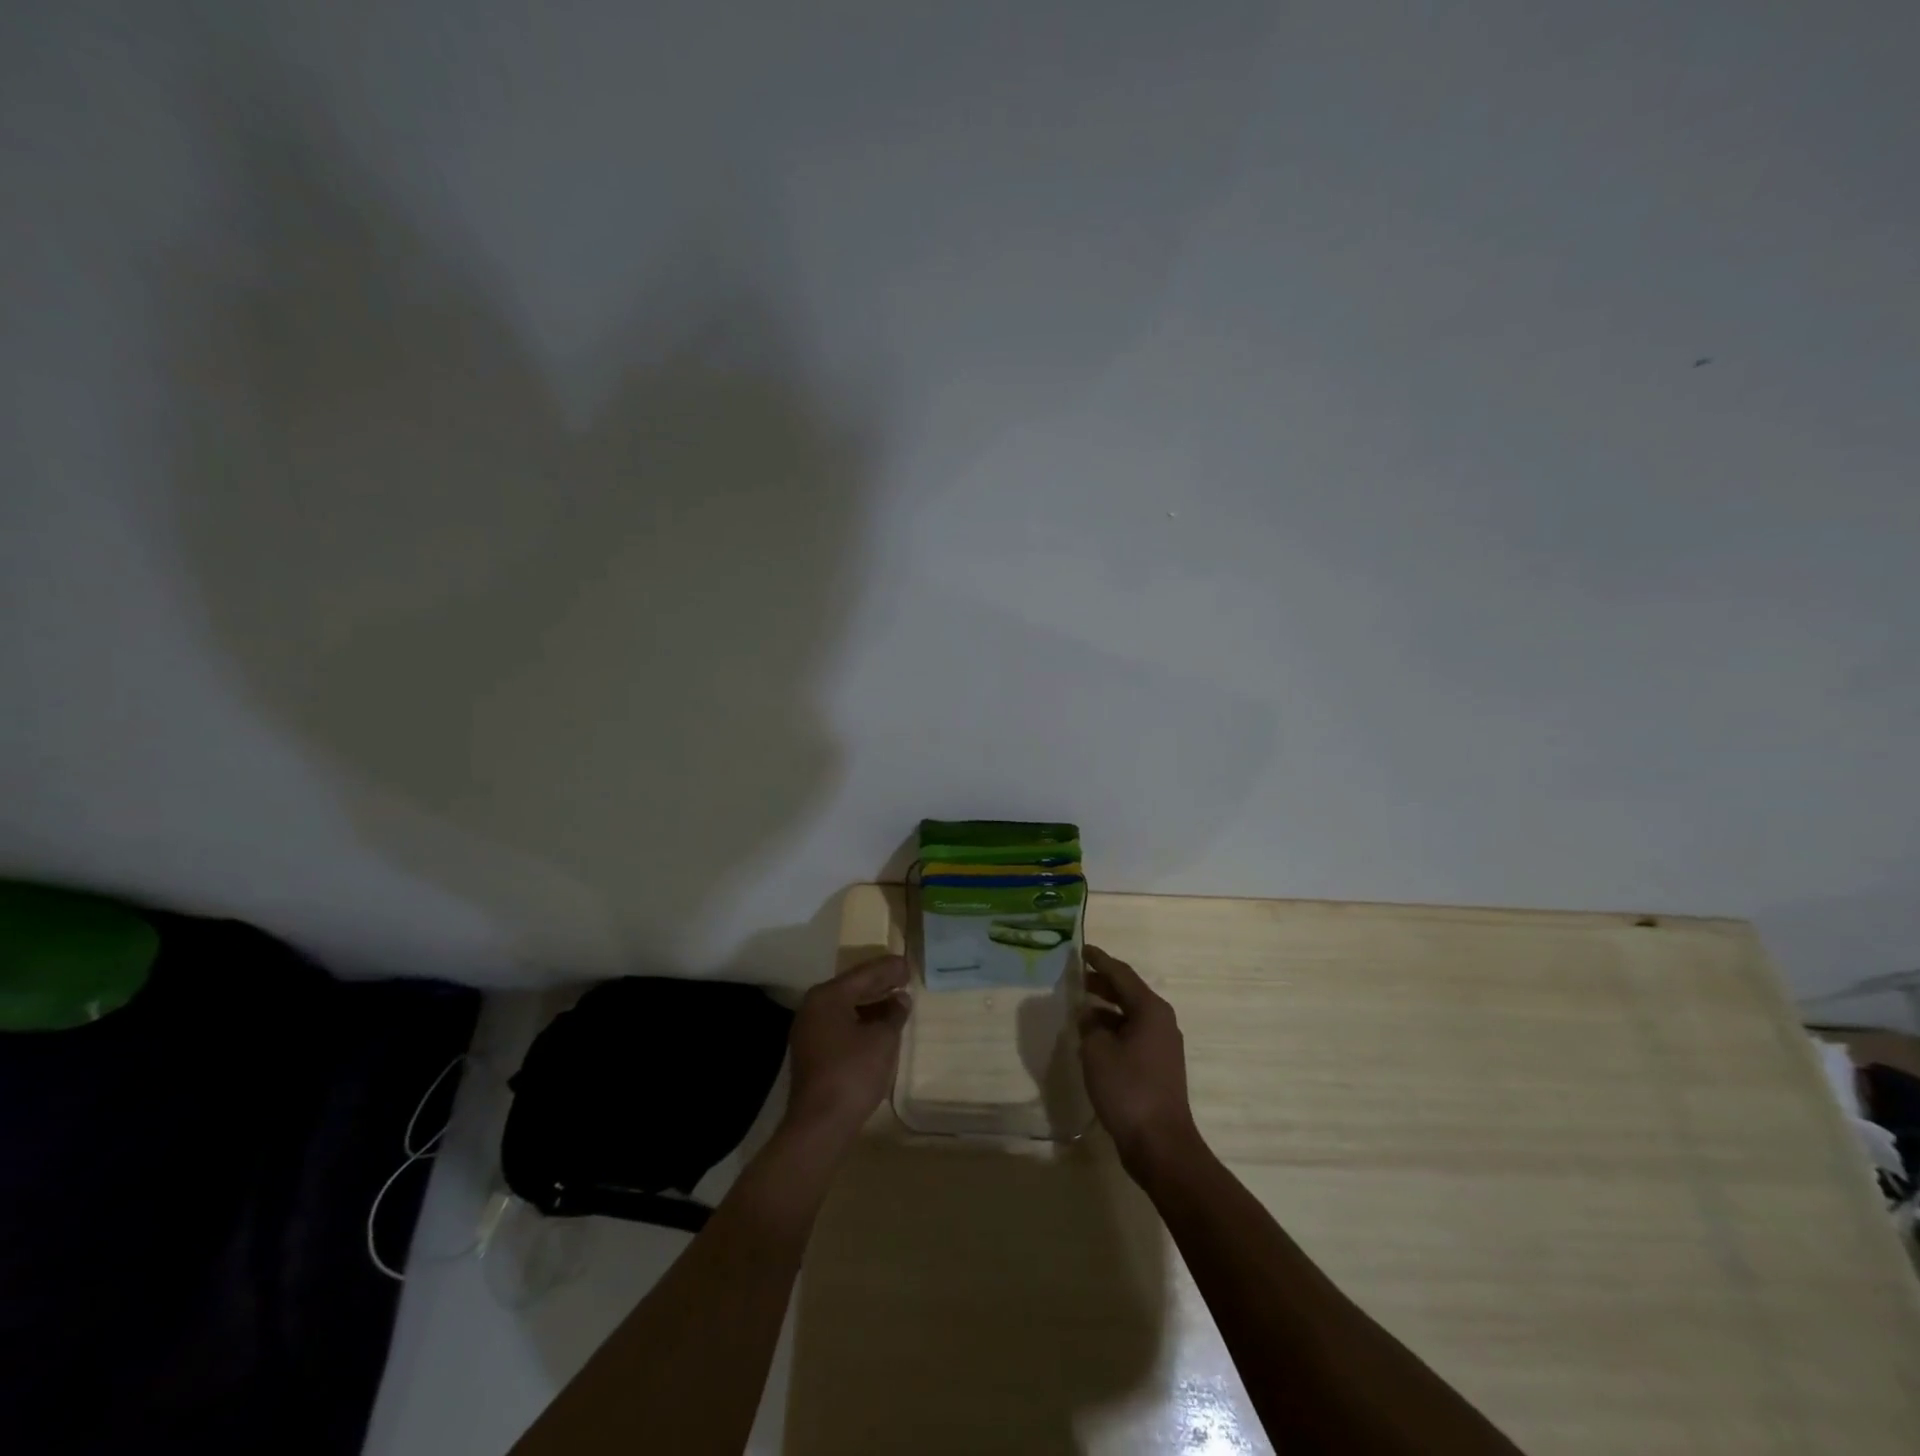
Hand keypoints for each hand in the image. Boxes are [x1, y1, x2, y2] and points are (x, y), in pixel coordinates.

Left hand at [782, 955, 911, 1149]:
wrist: (820, 1124)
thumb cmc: (853, 1073)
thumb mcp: (882, 1039)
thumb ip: (894, 1014)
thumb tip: (900, 999)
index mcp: (827, 996)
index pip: (863, 974)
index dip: (888, 969)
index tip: (907, 964)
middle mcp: (813, 1007)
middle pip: (851, 988)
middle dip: (879, 983)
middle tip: (903, 977)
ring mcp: (809, 1031)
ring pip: (845, 1007)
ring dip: (870, 1003)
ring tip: (896, 1000)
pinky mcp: (811, 1052)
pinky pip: (839, 1025)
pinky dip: (860, 1020)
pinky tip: (878, 1026)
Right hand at [1079, 946, 1200, 1173]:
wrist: (1160, 1144)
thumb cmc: (1128, 1089)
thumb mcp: (1097, 1051)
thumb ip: (1089, 1025)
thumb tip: (1088, 1014)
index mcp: (1150, 1010)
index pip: (1121, 974)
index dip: (1100, 960)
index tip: (1082, 949)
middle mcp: (1161, 1021)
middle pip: (1129, 992)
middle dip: (1103, 982)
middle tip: (1078, 976)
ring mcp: (1163, 1045)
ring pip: (1131, 1014)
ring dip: (1107, 1008)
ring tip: (1081, 1005)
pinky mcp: (1159, 1066)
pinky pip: (1133, 1034)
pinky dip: (1114, 1029)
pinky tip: (1094, 1037)